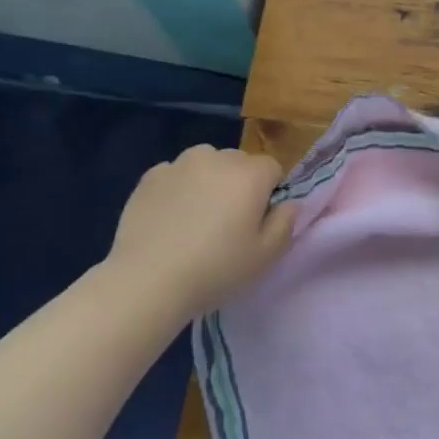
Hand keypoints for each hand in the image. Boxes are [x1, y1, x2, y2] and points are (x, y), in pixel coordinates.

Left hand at [108, 147, 296, 317]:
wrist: (148, 280)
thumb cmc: (216, 269)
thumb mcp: (265, 256)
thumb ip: (286, 223)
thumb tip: (290, 203)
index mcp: (250, 174)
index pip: (273, 168)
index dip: (269, 193)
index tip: (257, 221)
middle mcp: (216, 158)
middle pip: (238, 163)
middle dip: (239, 184)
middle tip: (228, 223)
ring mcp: (179, 163)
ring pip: (205, 164)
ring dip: (208, 181)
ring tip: (196, 218)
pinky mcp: (150, 176)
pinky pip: (175, 175)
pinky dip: (178, 189)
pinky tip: (170, 219)